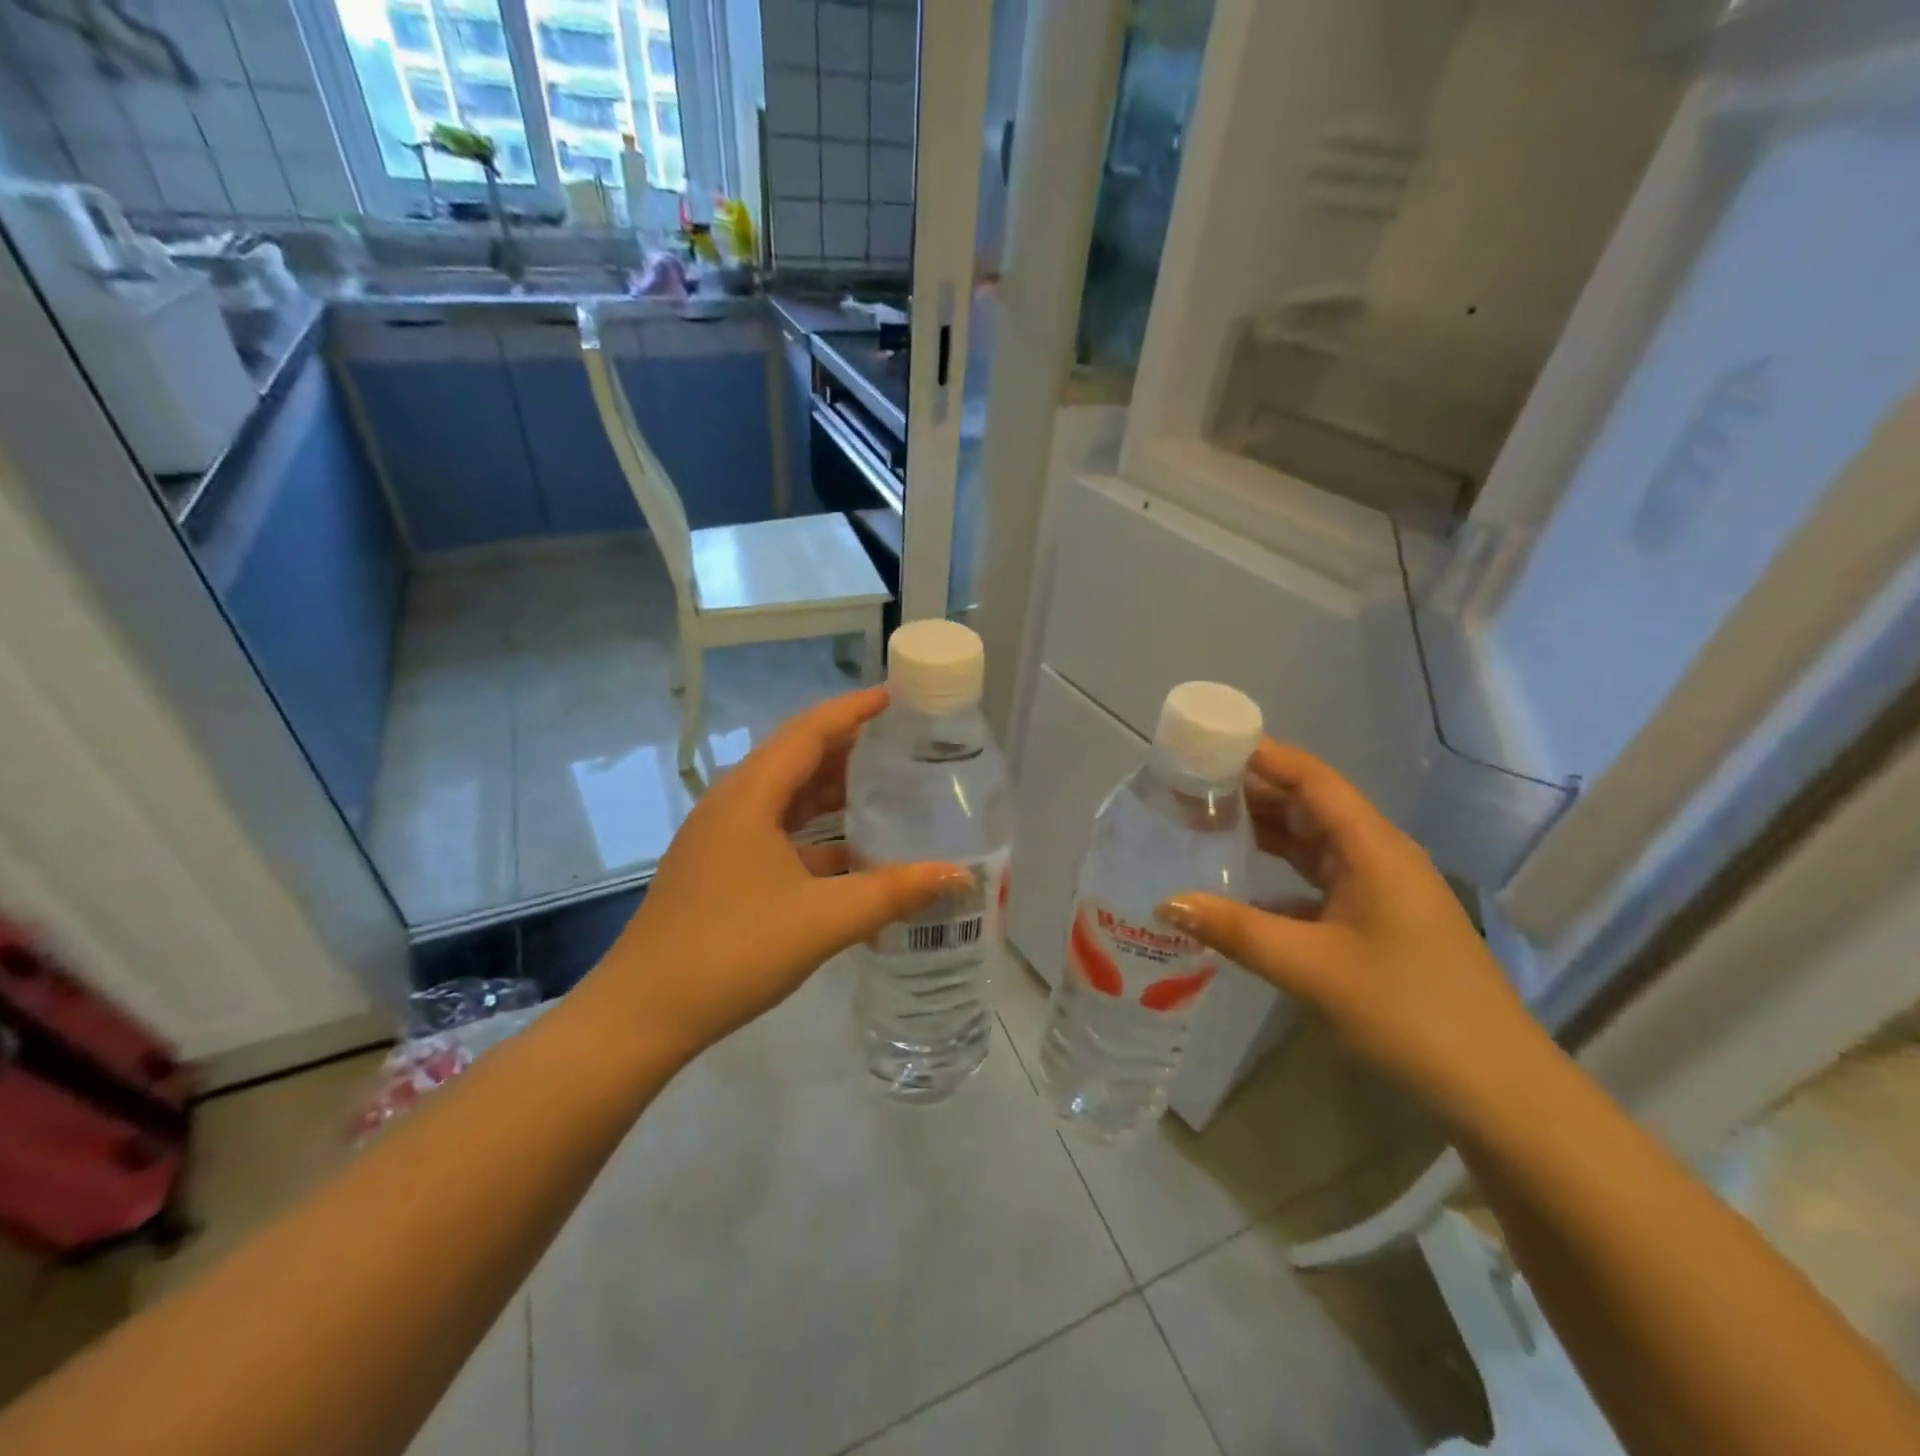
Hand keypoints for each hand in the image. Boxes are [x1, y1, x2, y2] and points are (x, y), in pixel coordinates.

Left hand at [580, 689, 970, 1061]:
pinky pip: (776, 833)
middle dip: (849, 747)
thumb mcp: (823, 920)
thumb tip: (958, 875)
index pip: (808, 732)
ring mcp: (721, 839)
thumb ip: (893, 892)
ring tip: (885, 788)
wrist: (643, 1014)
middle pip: (796, 758)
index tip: (896, 698)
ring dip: (831, 791)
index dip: (853, 710)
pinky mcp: (719, 870)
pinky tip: (850, 854)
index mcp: (749, 797)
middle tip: (902, 744)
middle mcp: (732, 806)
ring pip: (785, 798)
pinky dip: (814, 833)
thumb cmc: (733, 951)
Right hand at [1157, 740, 1549, 1126]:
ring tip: (1205, 822)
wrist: (1497, 1088)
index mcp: (1374, 849)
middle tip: (1191, 786)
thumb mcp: (1313, 969)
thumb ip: (1236, 931)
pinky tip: (1242, 883)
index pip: (1314, 780)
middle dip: (1254, 791)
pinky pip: (1320, 878)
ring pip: (1315, 842)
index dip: (1265, 756)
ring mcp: (1382, 889)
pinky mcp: (1378, 920)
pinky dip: (1280, 872)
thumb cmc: (1410, 1012)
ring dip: (1266, 830)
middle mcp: (1379, 856)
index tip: (1210, 744)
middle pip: (1311, 806)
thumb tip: (1166, 903)